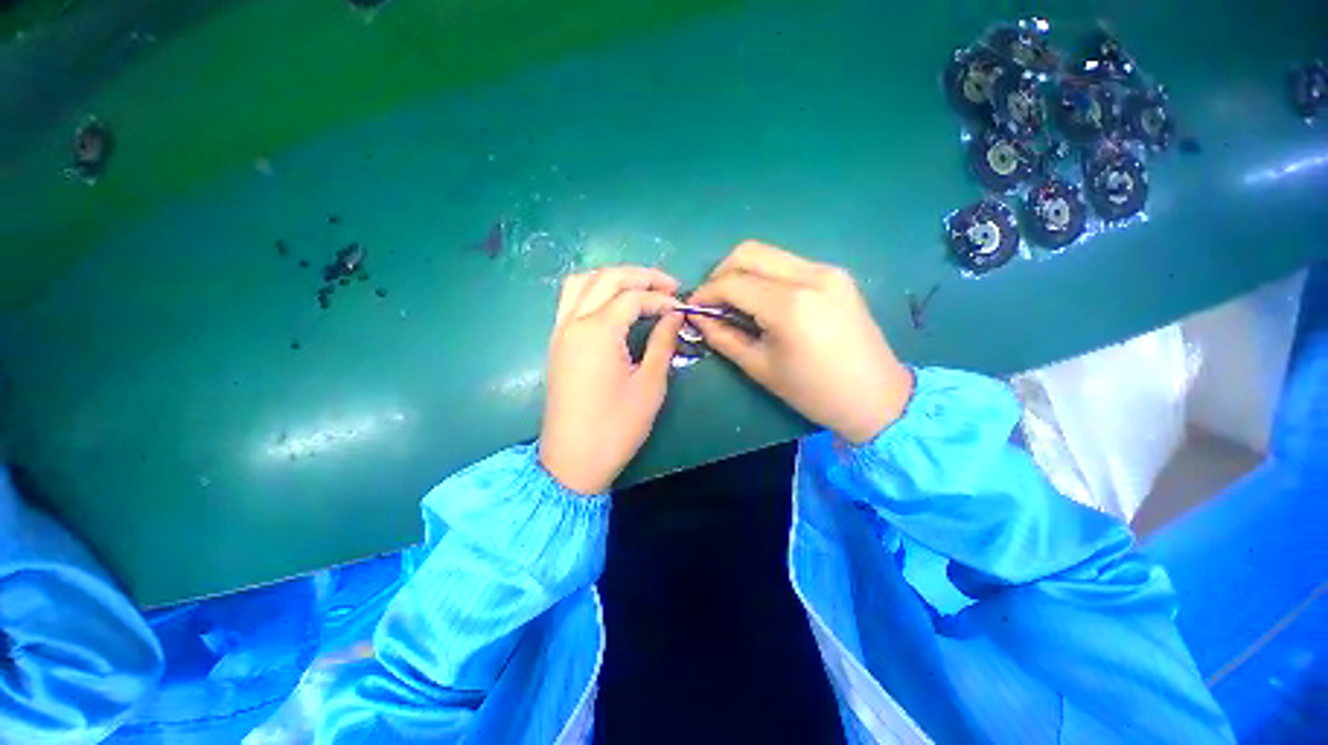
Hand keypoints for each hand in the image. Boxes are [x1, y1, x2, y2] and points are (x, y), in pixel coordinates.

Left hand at [540, 267, 684, 494]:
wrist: (573, 460)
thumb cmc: (616, 427)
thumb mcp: (650, 385)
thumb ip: (662, 343)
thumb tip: (674, 315)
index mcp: (598, 332)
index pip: (633, 297)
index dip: (661, 298)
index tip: (682, 308)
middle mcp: (574, 322)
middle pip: (606, 278)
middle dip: (640, 276)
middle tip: (668, 286)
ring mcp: (560, 331)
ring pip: (583, 282)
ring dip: (613, 278)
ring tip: (640, 288)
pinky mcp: (557, 342)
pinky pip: (571, 300)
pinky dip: (594, 290)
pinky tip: (614, 303)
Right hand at [690, 241, 912, 443]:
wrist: (876, 396)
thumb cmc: (813, 391)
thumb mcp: (760, 367)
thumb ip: (723, 337)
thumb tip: (698, 318)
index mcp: (789, 305)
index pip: (733, 283)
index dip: (706, 293)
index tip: (693, 308)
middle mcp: (810, 276)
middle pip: (748, 252)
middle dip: (720, 273)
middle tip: (713, 301)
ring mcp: (827, 270)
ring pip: (769, 254)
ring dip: (743, 272)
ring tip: (735, 301)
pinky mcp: (836, 275)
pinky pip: (788, 264)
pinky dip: (766, 276)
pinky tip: (763, 300)